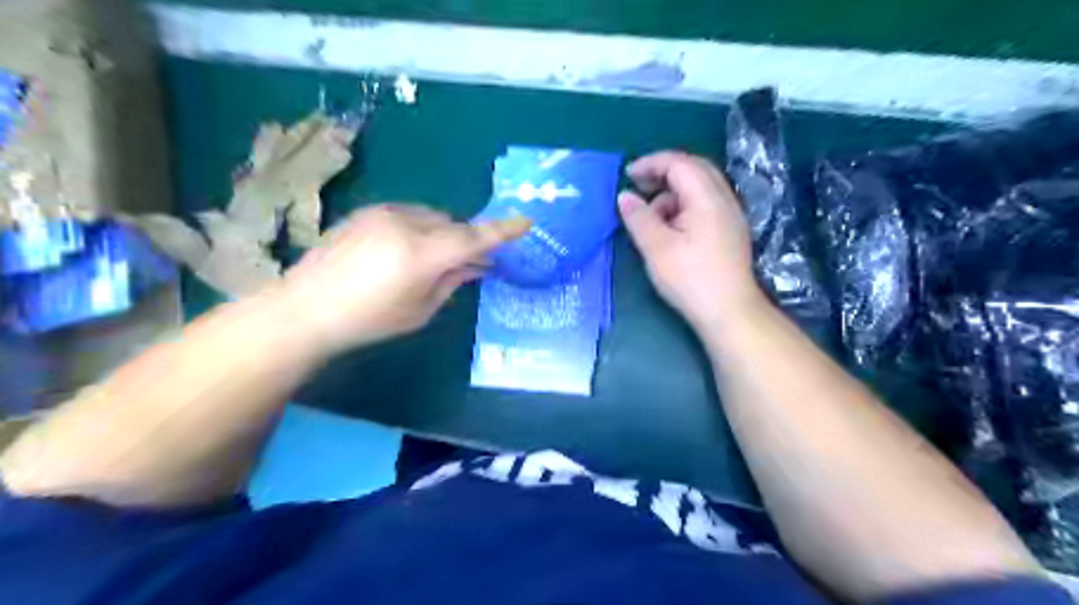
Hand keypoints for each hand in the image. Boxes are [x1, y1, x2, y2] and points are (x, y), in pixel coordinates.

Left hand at [275, 204, 526, 354]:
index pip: (473, 238)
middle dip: (465, 242)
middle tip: (469, 264)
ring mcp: (384, 213)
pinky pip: (410, 215)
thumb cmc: (369, 320)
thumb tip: (478, 264)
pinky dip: (420, 229)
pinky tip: (403, 252)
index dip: (502, 231)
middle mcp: (406, 224)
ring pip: (433, 217)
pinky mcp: (368, 212)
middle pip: (454, 225)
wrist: (305, 307)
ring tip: (430, 261)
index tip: (526, 222)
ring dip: (442, 235)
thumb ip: (453, 281)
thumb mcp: (420, 309)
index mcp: (421, 255)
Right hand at [621, 152, 762, 331]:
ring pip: (700, 187)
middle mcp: (724, 198)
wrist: (730, 312)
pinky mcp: (730, 231)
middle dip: (663, 172)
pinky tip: (670, 229)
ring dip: (672, 191)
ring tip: (651, 215)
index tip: (627, 175)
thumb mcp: (656, 248)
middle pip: (694, 169)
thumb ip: (638, 217)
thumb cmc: (690, 279)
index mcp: (707, 197)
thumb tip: (624, 195)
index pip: (679, 163)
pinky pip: (705, 203)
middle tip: (638, 186)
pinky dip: (683, 205)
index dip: (651, 163)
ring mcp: (730, 215)